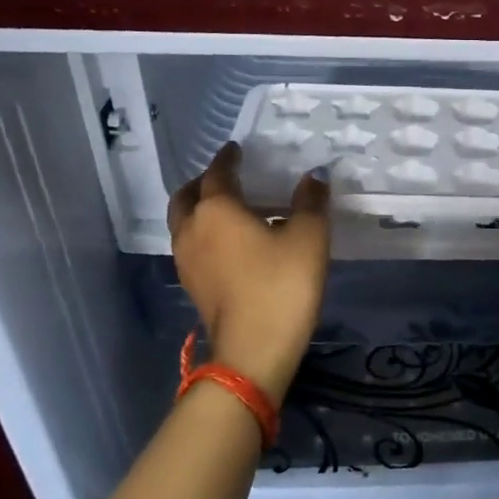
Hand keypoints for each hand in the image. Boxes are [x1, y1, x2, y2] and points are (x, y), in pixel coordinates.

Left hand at [167, 143, 329, 400]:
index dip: (228, 158)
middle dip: (203, 183)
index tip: (236, 149)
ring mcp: (187, 261)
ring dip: (200, 210)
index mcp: (217, 209)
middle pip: (186, 196)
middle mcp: (192, 229)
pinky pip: (192, 246)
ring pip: (184, 223)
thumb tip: (314, 176)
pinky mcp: (192, 286)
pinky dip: (205, 234)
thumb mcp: (309, 237)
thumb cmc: (282, 284)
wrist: (255, 349)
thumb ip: (311, 202)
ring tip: (229, 211)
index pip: (218, 173)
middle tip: (225, 178)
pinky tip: (231, 244)